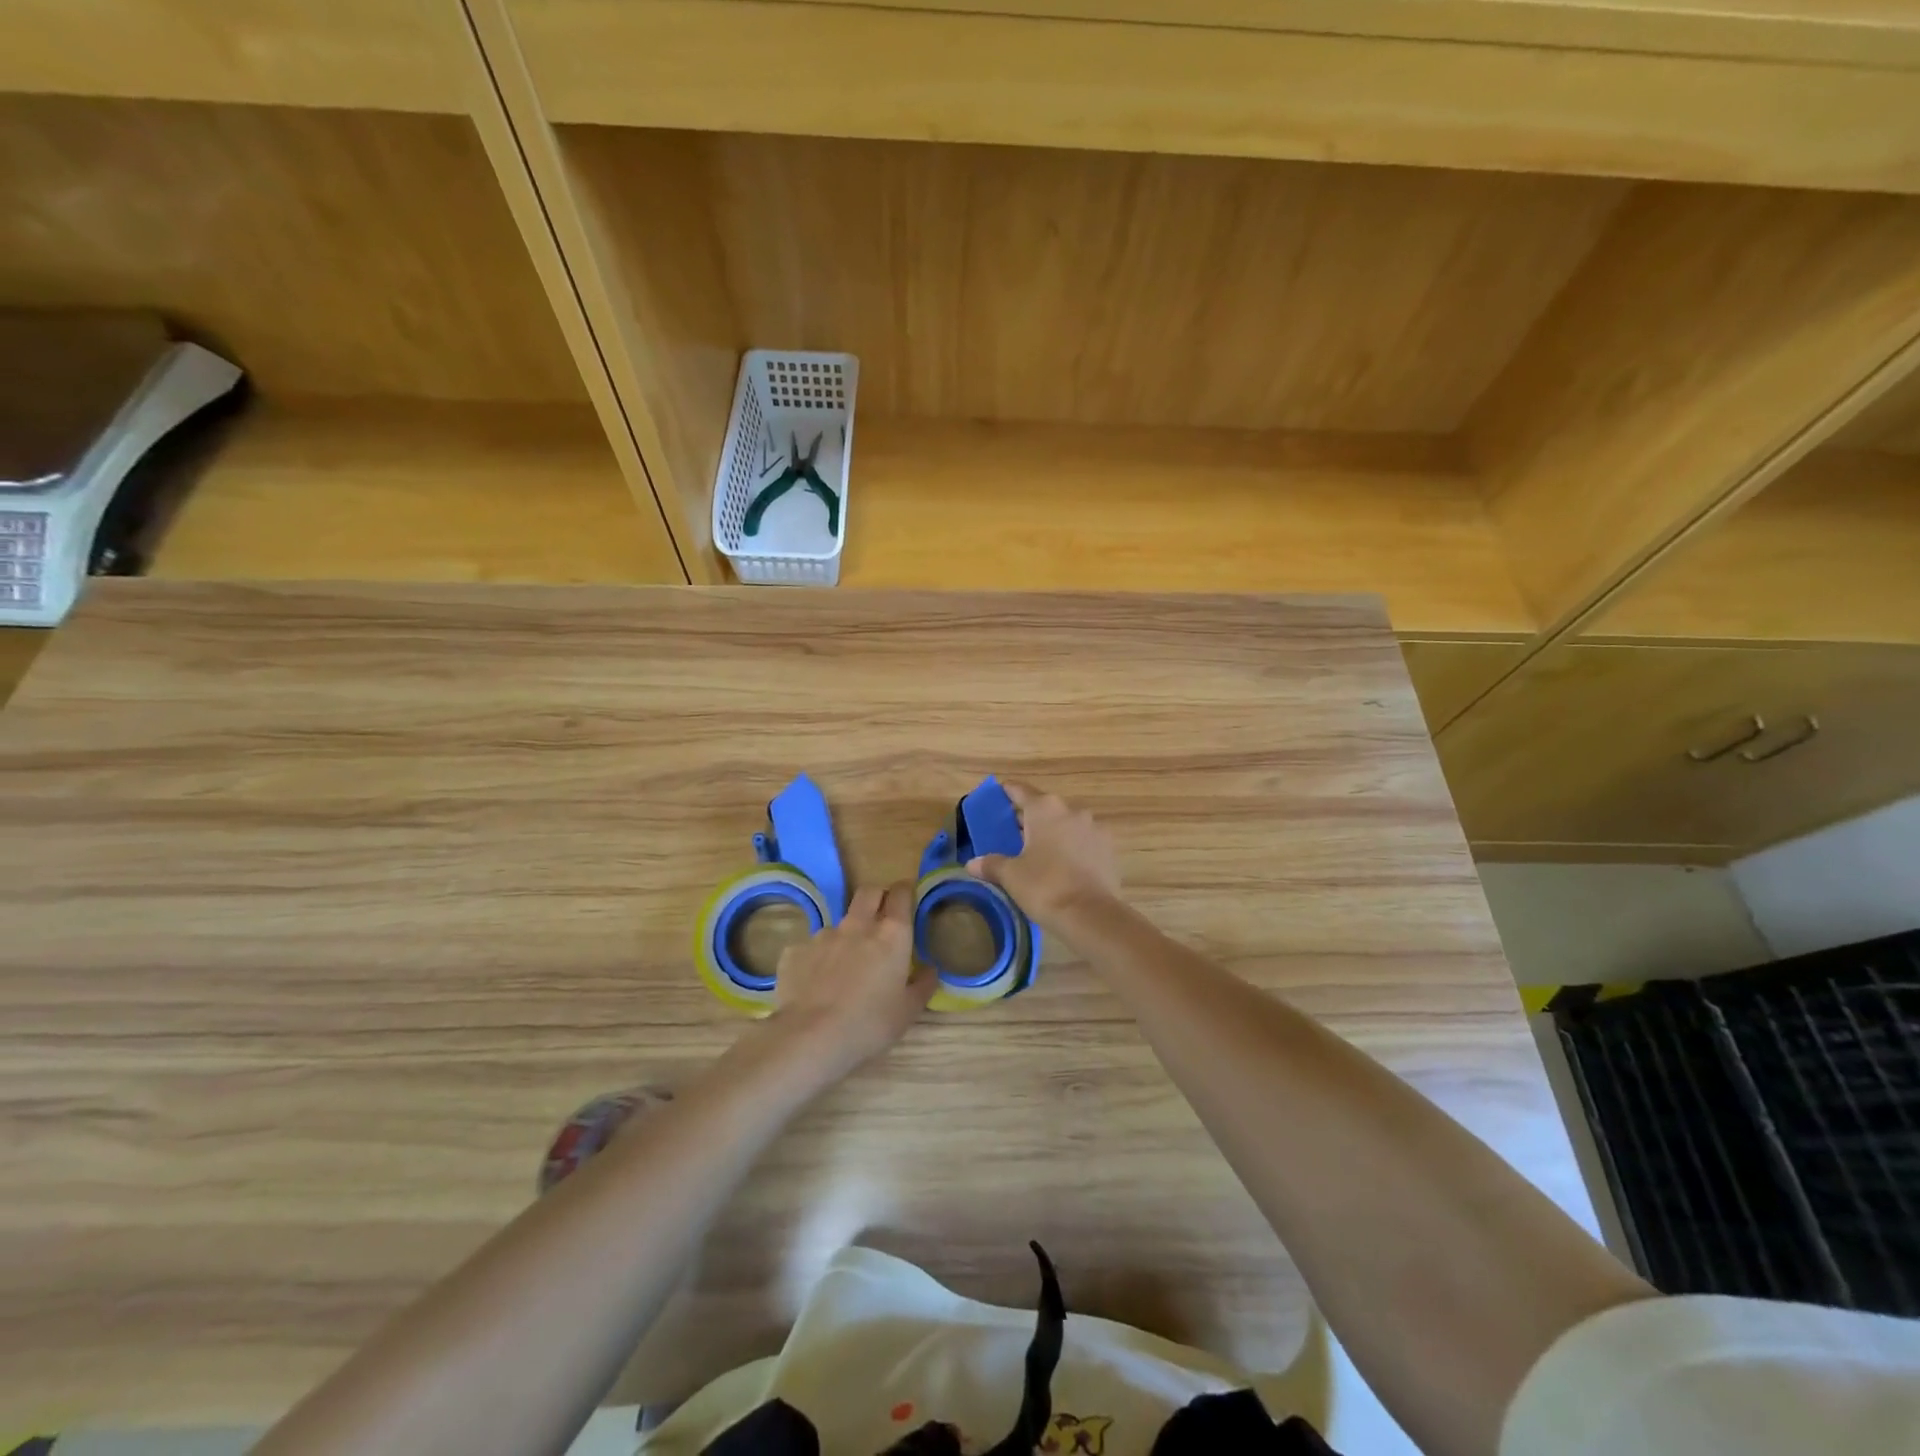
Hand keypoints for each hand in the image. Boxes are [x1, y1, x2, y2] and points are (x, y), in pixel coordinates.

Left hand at [771, 881, 933, 1071]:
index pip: (900, 894)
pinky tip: (815, 984)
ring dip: (846, 936)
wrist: (809, 1038)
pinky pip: (811, 948)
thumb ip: (922, 985)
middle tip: (880, 917)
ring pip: (839, 924)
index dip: (904, 891)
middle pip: (868, 893)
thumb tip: (930, 970)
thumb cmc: (869, 1025)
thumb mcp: (908, 1012)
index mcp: (891, 935)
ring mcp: (823, 935)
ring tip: (844, 967)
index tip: (906, 897)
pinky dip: (818, 959)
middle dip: (876, 897)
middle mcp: (857, 926)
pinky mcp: (796, 950)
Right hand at [965, 783, 1121, 933]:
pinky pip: (1083, 840)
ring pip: (1066, 823)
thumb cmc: (1045, 887)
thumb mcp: (1011, 875)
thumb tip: (972, 864)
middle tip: (1011, 834)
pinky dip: (1071, 847)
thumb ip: (991, 864)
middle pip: (1044, 807)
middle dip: (1028, 818)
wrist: (1091, 915)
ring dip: (1052, 832)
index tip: (997, 796)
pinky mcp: (1108, 848)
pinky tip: (1062, 865)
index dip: (1006, 792)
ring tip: (1038, 852)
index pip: (1020, 790)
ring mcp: (1094, 828)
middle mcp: (1072, 810)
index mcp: (1045, 809)